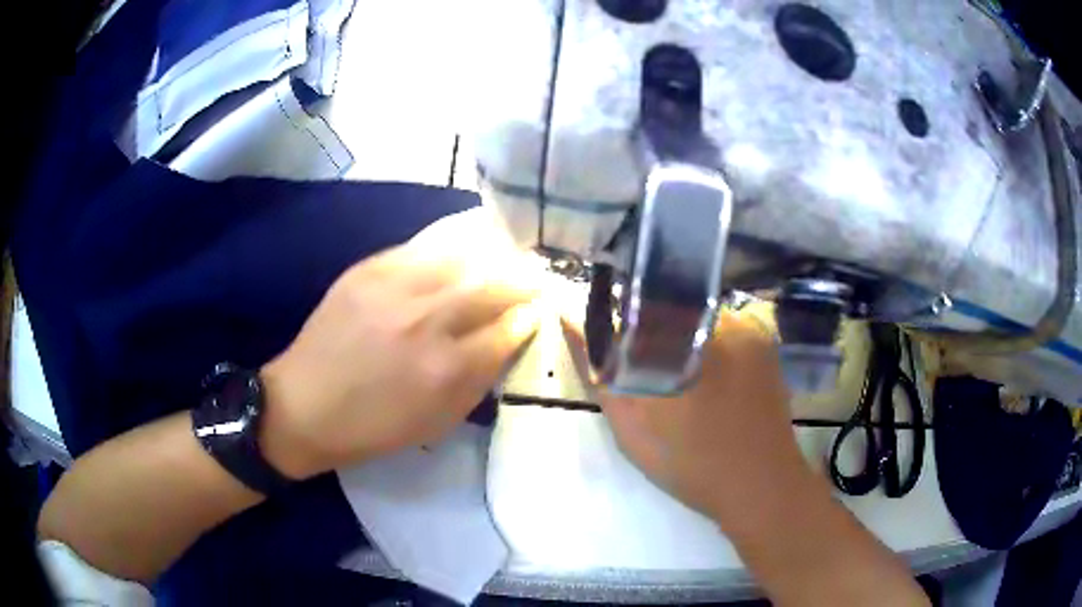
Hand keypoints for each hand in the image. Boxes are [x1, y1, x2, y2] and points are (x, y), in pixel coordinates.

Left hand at [260, 210, 542, 478]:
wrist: (304, 405)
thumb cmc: (374, 427)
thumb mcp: (439, 421)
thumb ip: (480, 379)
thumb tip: (508, 340)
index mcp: (446, 368)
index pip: (508, 329)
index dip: (529, 318)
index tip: (536, 313)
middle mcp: (426, 320)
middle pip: (494, 285)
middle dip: (522, 282)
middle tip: (533, 281)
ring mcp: (395, 287)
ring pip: (463, 257)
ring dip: (491, 260)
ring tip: (503, 261)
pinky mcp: (368, 269)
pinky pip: (423, 248)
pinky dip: (451, 251)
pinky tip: (460, 254)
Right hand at [564, 310, 816, 528]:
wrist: (760, 487)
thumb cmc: (691, 462)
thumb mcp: (632, 424)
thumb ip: (600, 368)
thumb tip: (566, 315)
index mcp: (689, 334)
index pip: (642, 299)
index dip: (623, 319)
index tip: (620, 350)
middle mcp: (726, 319)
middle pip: (673, 306)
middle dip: (655, 333)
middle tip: (651, 379)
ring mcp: (753, 331)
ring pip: (699, 319)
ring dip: (683, 341)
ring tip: (683, 388)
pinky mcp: (767, 346)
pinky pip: (727, 332)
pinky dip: (710, 350)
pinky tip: (711, 387)